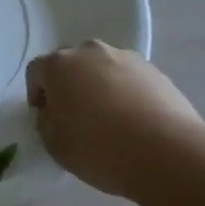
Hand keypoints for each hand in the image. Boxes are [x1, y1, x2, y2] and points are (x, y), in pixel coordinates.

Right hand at [25, 41, 204, 196]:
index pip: (36, 71)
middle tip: (76, 115)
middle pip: (70, 63)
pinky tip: (135, 121)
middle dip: (69, 84)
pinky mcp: (155, 71)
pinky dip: (126, 92)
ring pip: (102, 68)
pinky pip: (130, 78)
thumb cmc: (100, 149)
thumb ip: (46, 122)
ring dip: (99, 86)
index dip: (37, 94)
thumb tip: (54, 113)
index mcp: (59, 65)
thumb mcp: (55, 145)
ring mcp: (125, 58)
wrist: (168, 153)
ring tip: (110, 119)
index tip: (46, 117)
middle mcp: (90, 52)